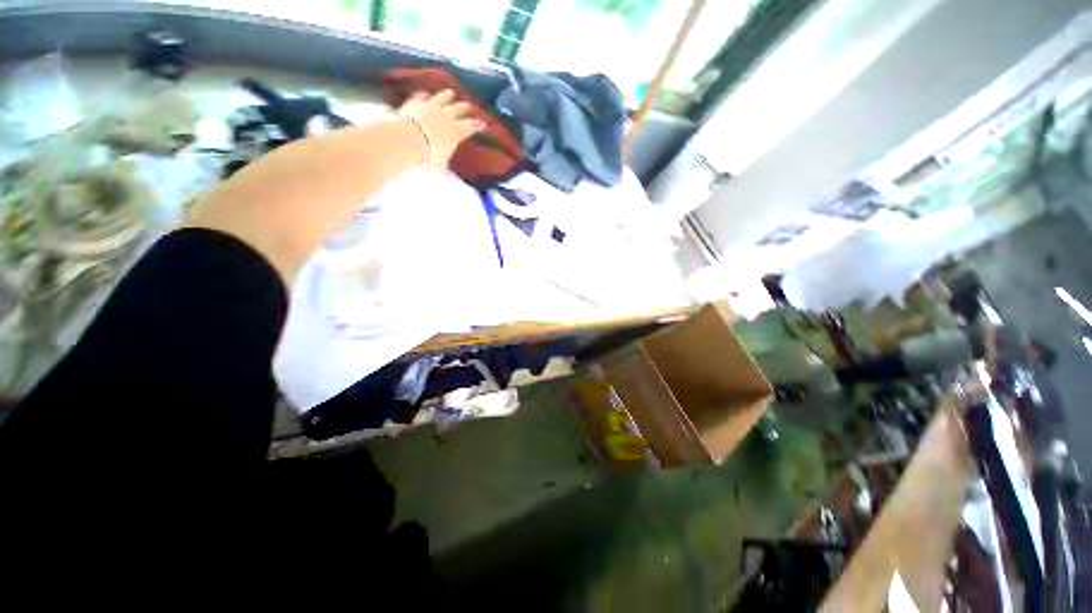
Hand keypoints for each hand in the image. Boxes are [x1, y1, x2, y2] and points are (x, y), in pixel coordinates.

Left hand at [396, 89, 483, 168]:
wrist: (406, 141)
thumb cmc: (428, 157)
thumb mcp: (441, 165)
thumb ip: (444, 161)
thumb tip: (444, 165)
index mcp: (457, 131)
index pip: (472, 126)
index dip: (478, 125)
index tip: (483, 124)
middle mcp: (446, 116)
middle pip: (459, 108)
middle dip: (465, 108)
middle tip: (469, 106)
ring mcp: (430, 106)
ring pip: (442, 98)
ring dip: (447, 96)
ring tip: (450, 93)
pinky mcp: (415, 103)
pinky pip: (421, 97)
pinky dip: (424, 96)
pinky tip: (424, 95)